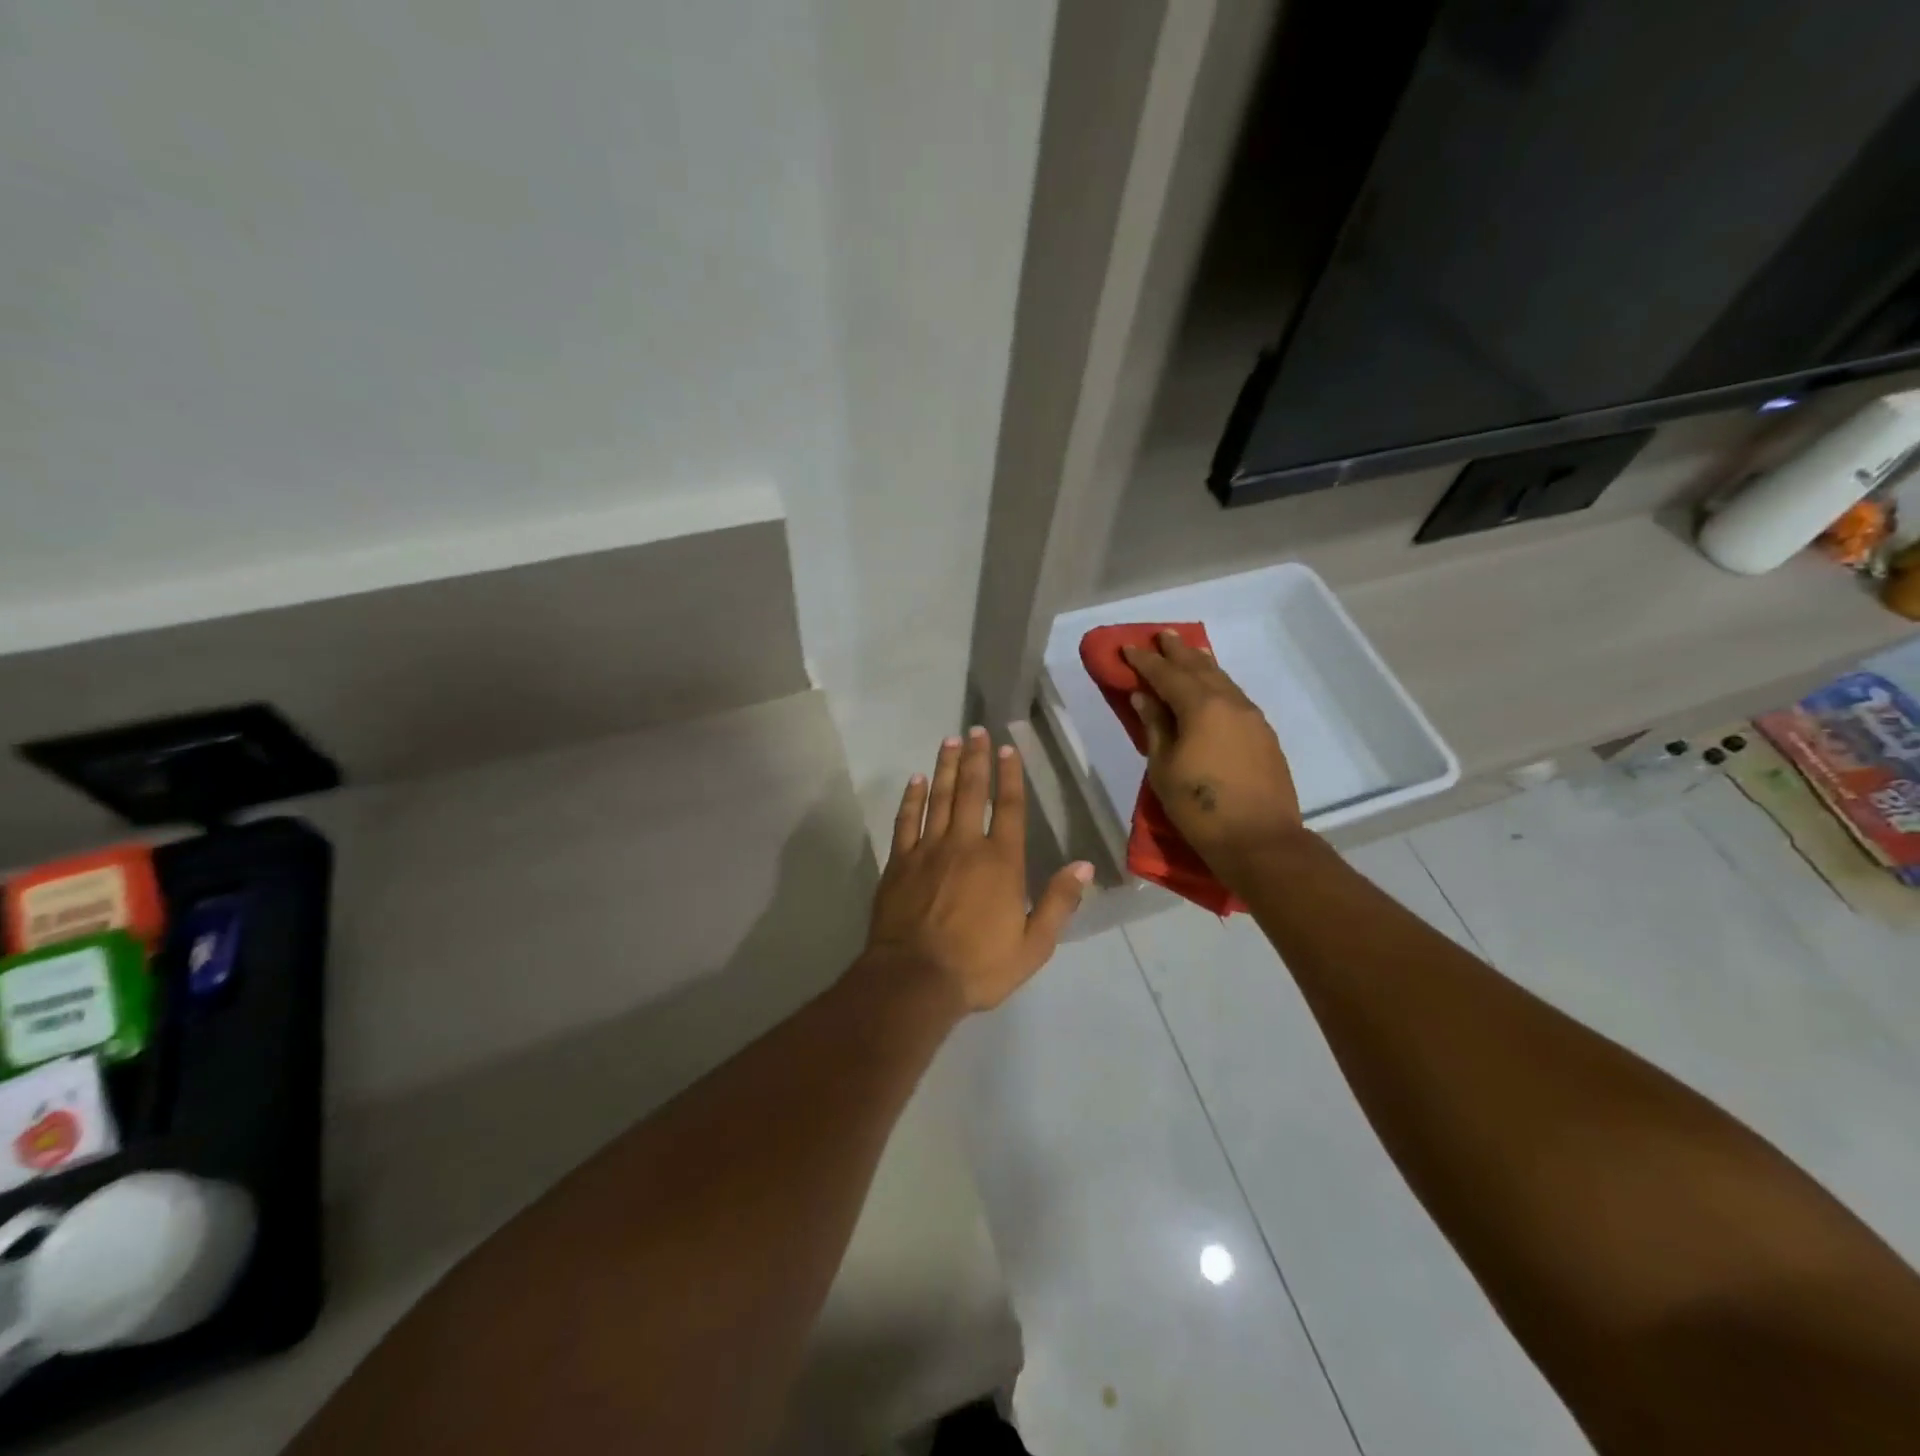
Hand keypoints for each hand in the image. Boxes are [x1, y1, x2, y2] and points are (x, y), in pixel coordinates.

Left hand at [864, 728, 1092, 1013]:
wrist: (914, 980)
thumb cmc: (979, 966)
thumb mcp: (1033, 945)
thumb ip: (1058, 902)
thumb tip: (1084, 866)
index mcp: (1001, 862)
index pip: (1008, 807)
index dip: (1010, 775)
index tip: (1008, 748)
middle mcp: (964, 845)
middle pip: (971, 791)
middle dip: (976, 759)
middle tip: (975, 730)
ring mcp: (928, 850)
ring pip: (939, 798)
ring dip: (945, 768)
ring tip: (949, 741)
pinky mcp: (899, 862)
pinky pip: (906, 821)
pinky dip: (911, 798)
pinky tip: (915, 780)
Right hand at [1122, 630, 1304, 881]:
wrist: (1259, 840)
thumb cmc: (1200, 807)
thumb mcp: (1164, 767)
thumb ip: (1155, 726)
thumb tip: (1144, 697)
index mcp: (1201, 707)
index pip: (1166, 674)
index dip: (1145, 661)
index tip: (1127, 647)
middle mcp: (1229, 702)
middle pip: (1199, 668)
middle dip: (1177, 651)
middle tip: (1161, 635)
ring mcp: (1252, 717)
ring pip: (1222, 679)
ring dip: (1201, 664)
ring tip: (1187, 652)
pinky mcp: (1263, 734)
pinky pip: (1235, 696)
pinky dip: (1218, 684)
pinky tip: (1212, 688)